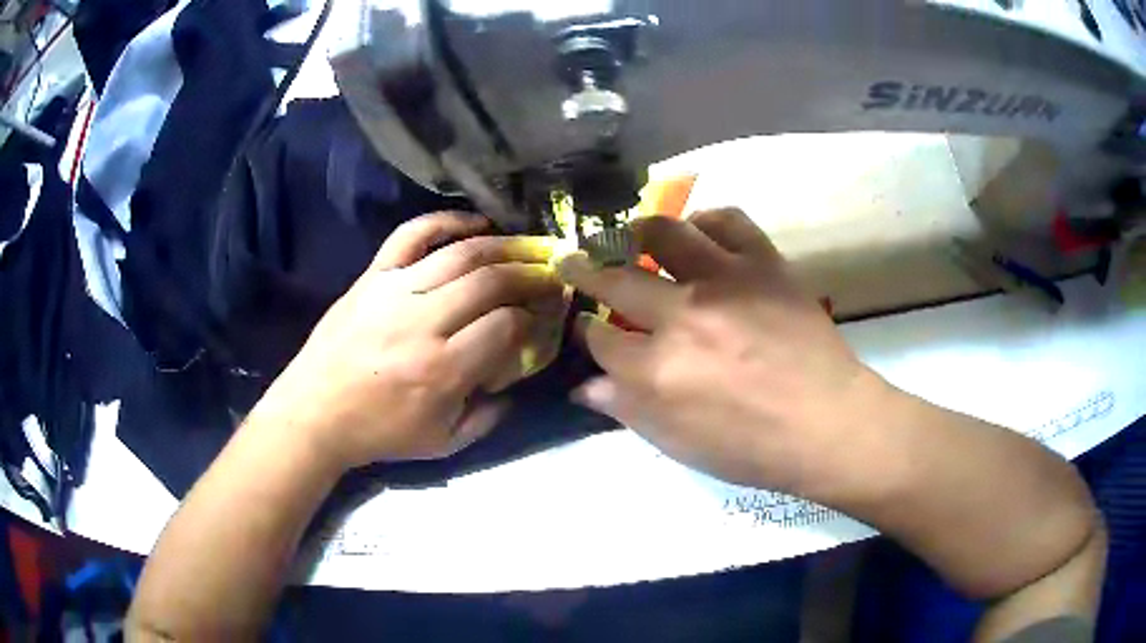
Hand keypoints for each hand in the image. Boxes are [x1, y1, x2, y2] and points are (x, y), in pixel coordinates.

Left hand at [253, 213, 564, 470]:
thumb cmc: (380, 432)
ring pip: (461, 254)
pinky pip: (412, 234)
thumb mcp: (444, 443)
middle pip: (491, 282)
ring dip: (502, 247)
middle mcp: (423, 322)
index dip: (532, 319)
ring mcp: (395, 291)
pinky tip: (475, 223)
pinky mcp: (373, 276)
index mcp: (442, 370)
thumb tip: (516, 379)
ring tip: (525, 248)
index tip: (540, 319)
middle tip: (549, 274)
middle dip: (528, 275)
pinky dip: (446, 221)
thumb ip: (489, 416)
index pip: (506, 325)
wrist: (315, 412)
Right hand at [558, 209, 887, 492]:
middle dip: (584, 270)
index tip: (587, 328)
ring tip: (631, 235)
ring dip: (637, 232)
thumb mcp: (679, 445)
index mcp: (656, 370)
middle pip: (615, 279)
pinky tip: (699, 233)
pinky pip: (728, 221)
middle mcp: (682, 315)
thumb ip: (627, 410)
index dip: (587, 331)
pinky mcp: (764, 263)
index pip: (599, 337)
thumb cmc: (752, 447)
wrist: (828, 424)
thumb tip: (584, 386)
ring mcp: (725, 281)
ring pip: (664, 233)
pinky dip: (706, 221)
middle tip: (574, 263)